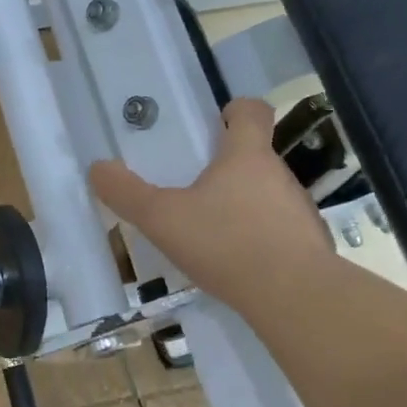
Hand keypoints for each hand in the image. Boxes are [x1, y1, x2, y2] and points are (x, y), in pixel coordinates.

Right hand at [90, 98, 332, 302]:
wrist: (293, 296)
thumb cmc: (225, 243)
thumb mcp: (162, 219)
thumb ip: (127, 194)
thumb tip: (97, 168)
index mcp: (246, 156)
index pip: (252, 112)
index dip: (236, 110)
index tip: (218, 122)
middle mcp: (279, 174)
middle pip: (256, 156)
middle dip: (228, 167)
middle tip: (196, 189)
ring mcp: (300, 210)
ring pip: (268, 195)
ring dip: (244, 205)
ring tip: (215, 233)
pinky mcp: (309, 244)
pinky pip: (281, 231)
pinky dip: (261, 239)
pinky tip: (239, 264)